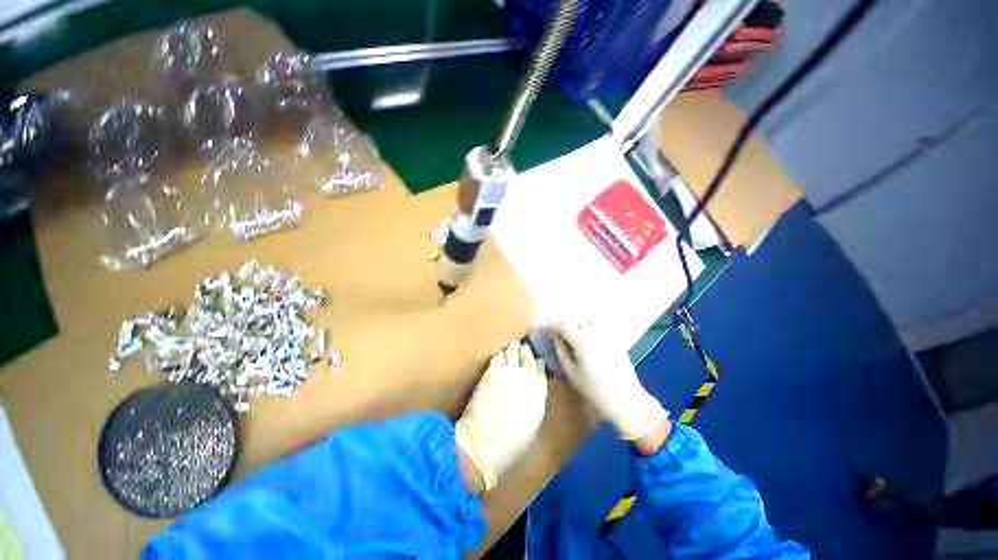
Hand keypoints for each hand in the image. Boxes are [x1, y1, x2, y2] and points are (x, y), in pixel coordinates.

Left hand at [455, 340, 547, 492]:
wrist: (485, 444)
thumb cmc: (511, 444)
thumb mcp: (532, 424)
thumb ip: (535, 402)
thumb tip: (533, 391)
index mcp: (539, 393)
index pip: (541, 370)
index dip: (537, 364)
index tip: (535, 360)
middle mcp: (528, 378)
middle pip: (529, 357)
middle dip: (527, 352)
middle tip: (524, 348)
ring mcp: (510, 371)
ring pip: (515, 352)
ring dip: (514, 348)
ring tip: (514, 344)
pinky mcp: (493, 370)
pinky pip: (499, 355)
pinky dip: (501, 352)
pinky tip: (500, 351)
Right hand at [553, 322, 667, 440]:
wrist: (625, 399)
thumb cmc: (594, 389)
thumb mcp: (571, 373)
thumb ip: (561, 352)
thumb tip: (556, 339)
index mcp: (581, 340)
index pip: (563, 325)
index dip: (554, 327)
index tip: (549, 333)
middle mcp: (594, 332)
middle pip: (576, 322)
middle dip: (567, 327)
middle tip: (561, 337)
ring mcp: (607, 335)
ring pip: (589, 322)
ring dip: (581, 327)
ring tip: (577, 338)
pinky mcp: (617, 340)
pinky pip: (601, 329)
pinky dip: (593, 330)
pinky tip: (591, 342)